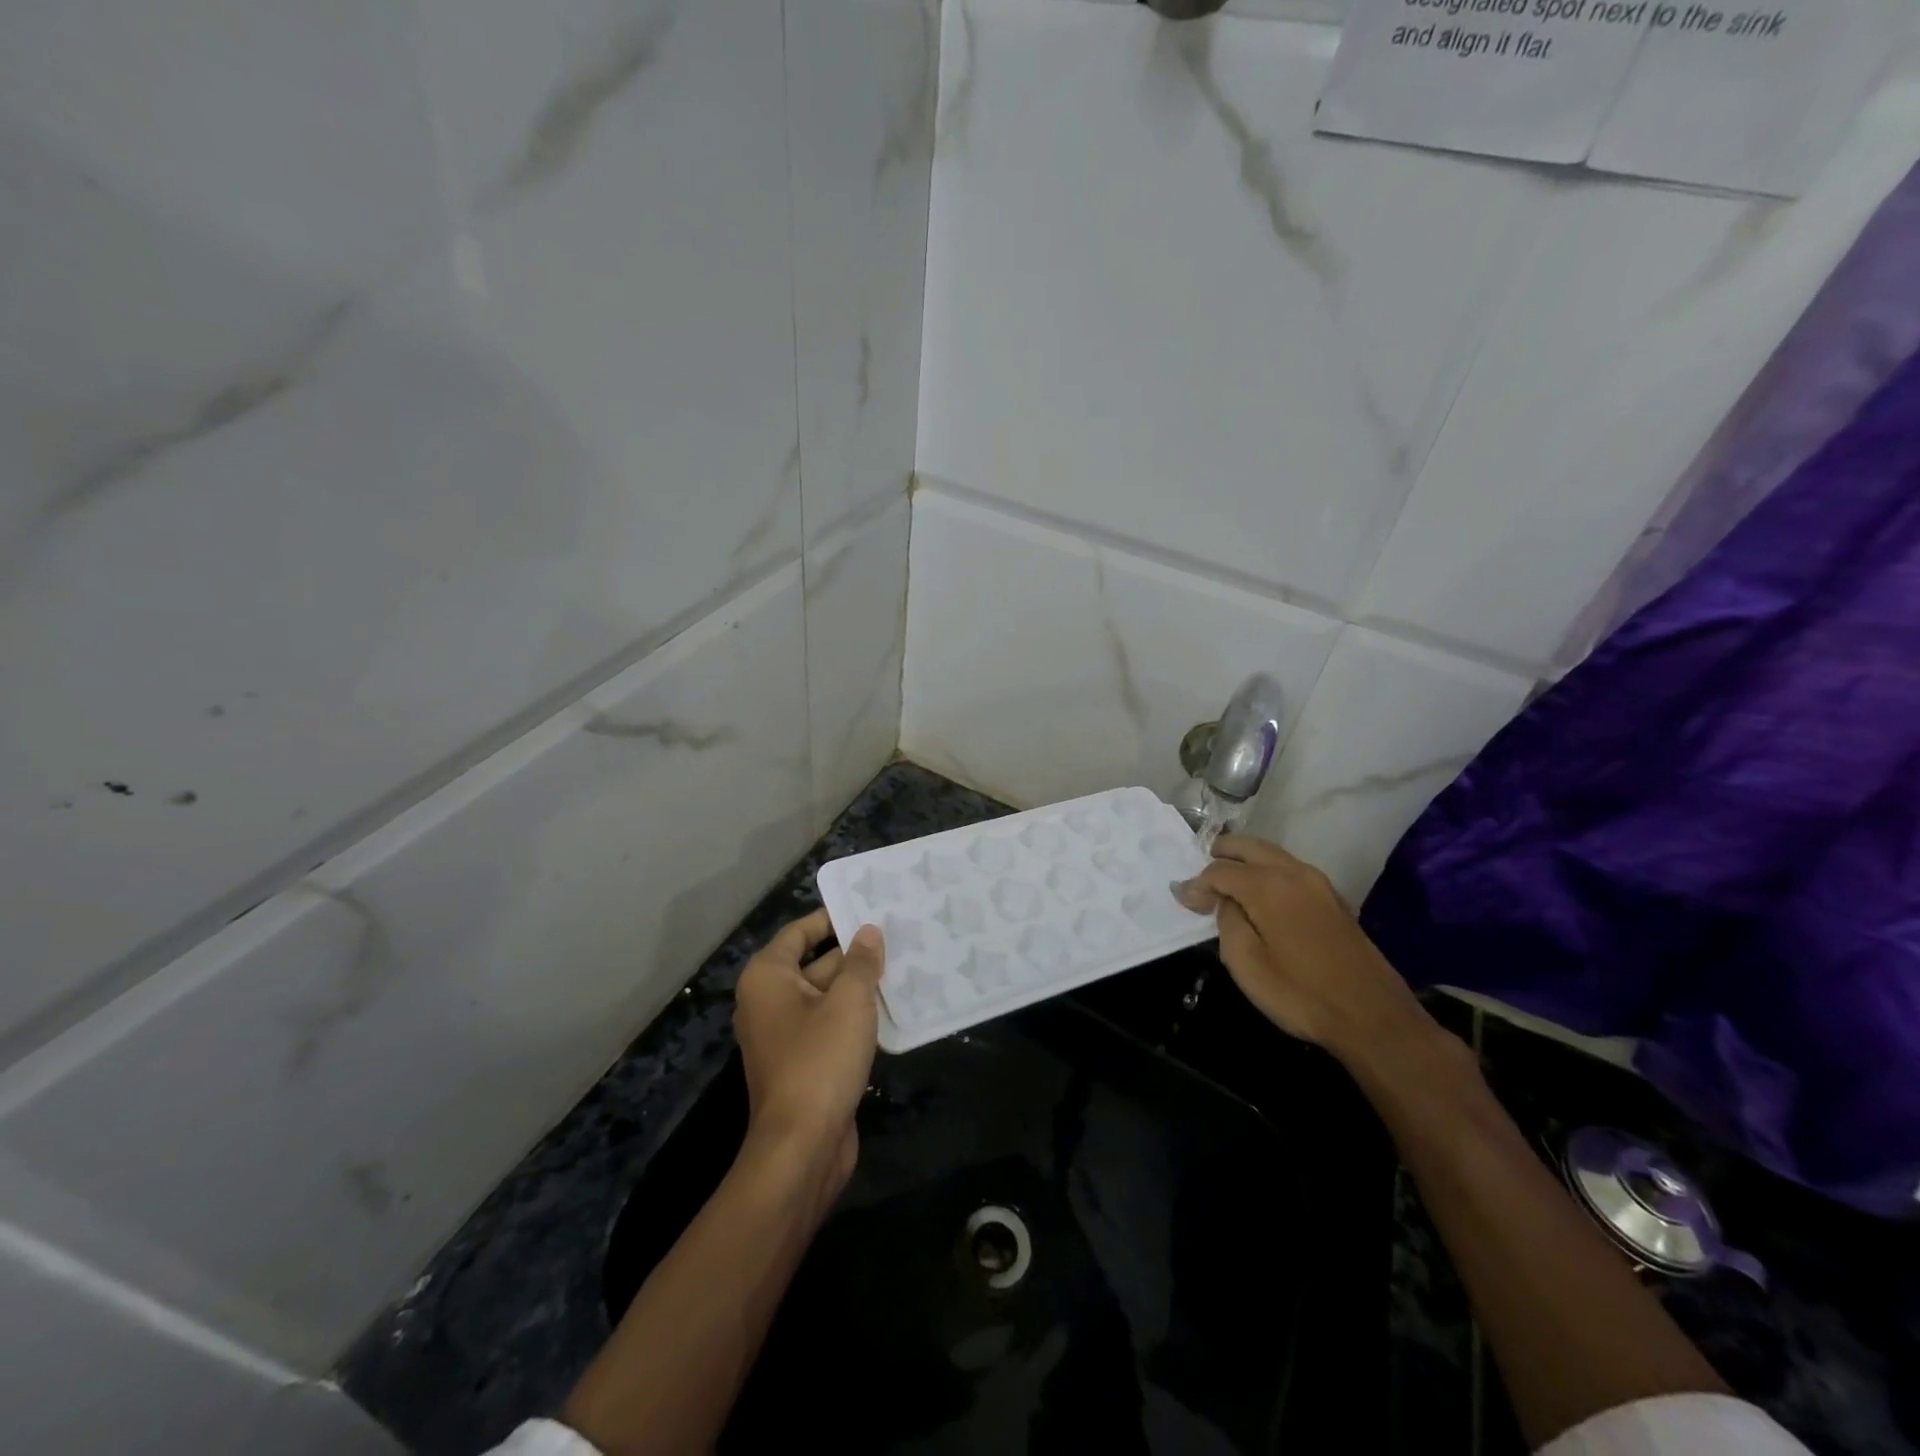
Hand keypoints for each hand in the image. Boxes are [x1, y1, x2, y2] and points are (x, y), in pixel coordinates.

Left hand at [733, 910, 884, 1192]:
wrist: (802, 1146)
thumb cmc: (820, 1059)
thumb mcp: (848, 1002)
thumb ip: (860, 962)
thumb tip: (868, 932)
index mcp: (768, 978)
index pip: (799, 932)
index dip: (831, 918)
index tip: (867, 907)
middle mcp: (769, 1001)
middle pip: (814, 963)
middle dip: (853, 953)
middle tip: (896, 933)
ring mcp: (785, 1035)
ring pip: (826, 996)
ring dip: (859, 985)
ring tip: (903, 964)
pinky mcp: (803, 1062)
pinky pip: (830, 1025)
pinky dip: (855, 1015)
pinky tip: (892, 1007)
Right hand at [1174, 835, 1428, 1064]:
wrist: (1373, 1017)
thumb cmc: (1301, 993)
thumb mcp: (1246, 963)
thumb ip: (1228, 921)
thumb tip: (1226, 902)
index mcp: (1269, 885)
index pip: (1220, 870)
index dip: (1197, 884)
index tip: (1183, 901)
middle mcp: (1294, 872)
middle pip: (1249, 846)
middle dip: (1221, 854)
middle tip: (1202, 873)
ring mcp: (1319, 883)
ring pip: (1272, 854)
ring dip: (1246, 860)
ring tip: (1227, 882)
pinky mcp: (1334, 899)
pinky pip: (1290, 870)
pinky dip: (1267, 871)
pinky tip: (1260, 895)